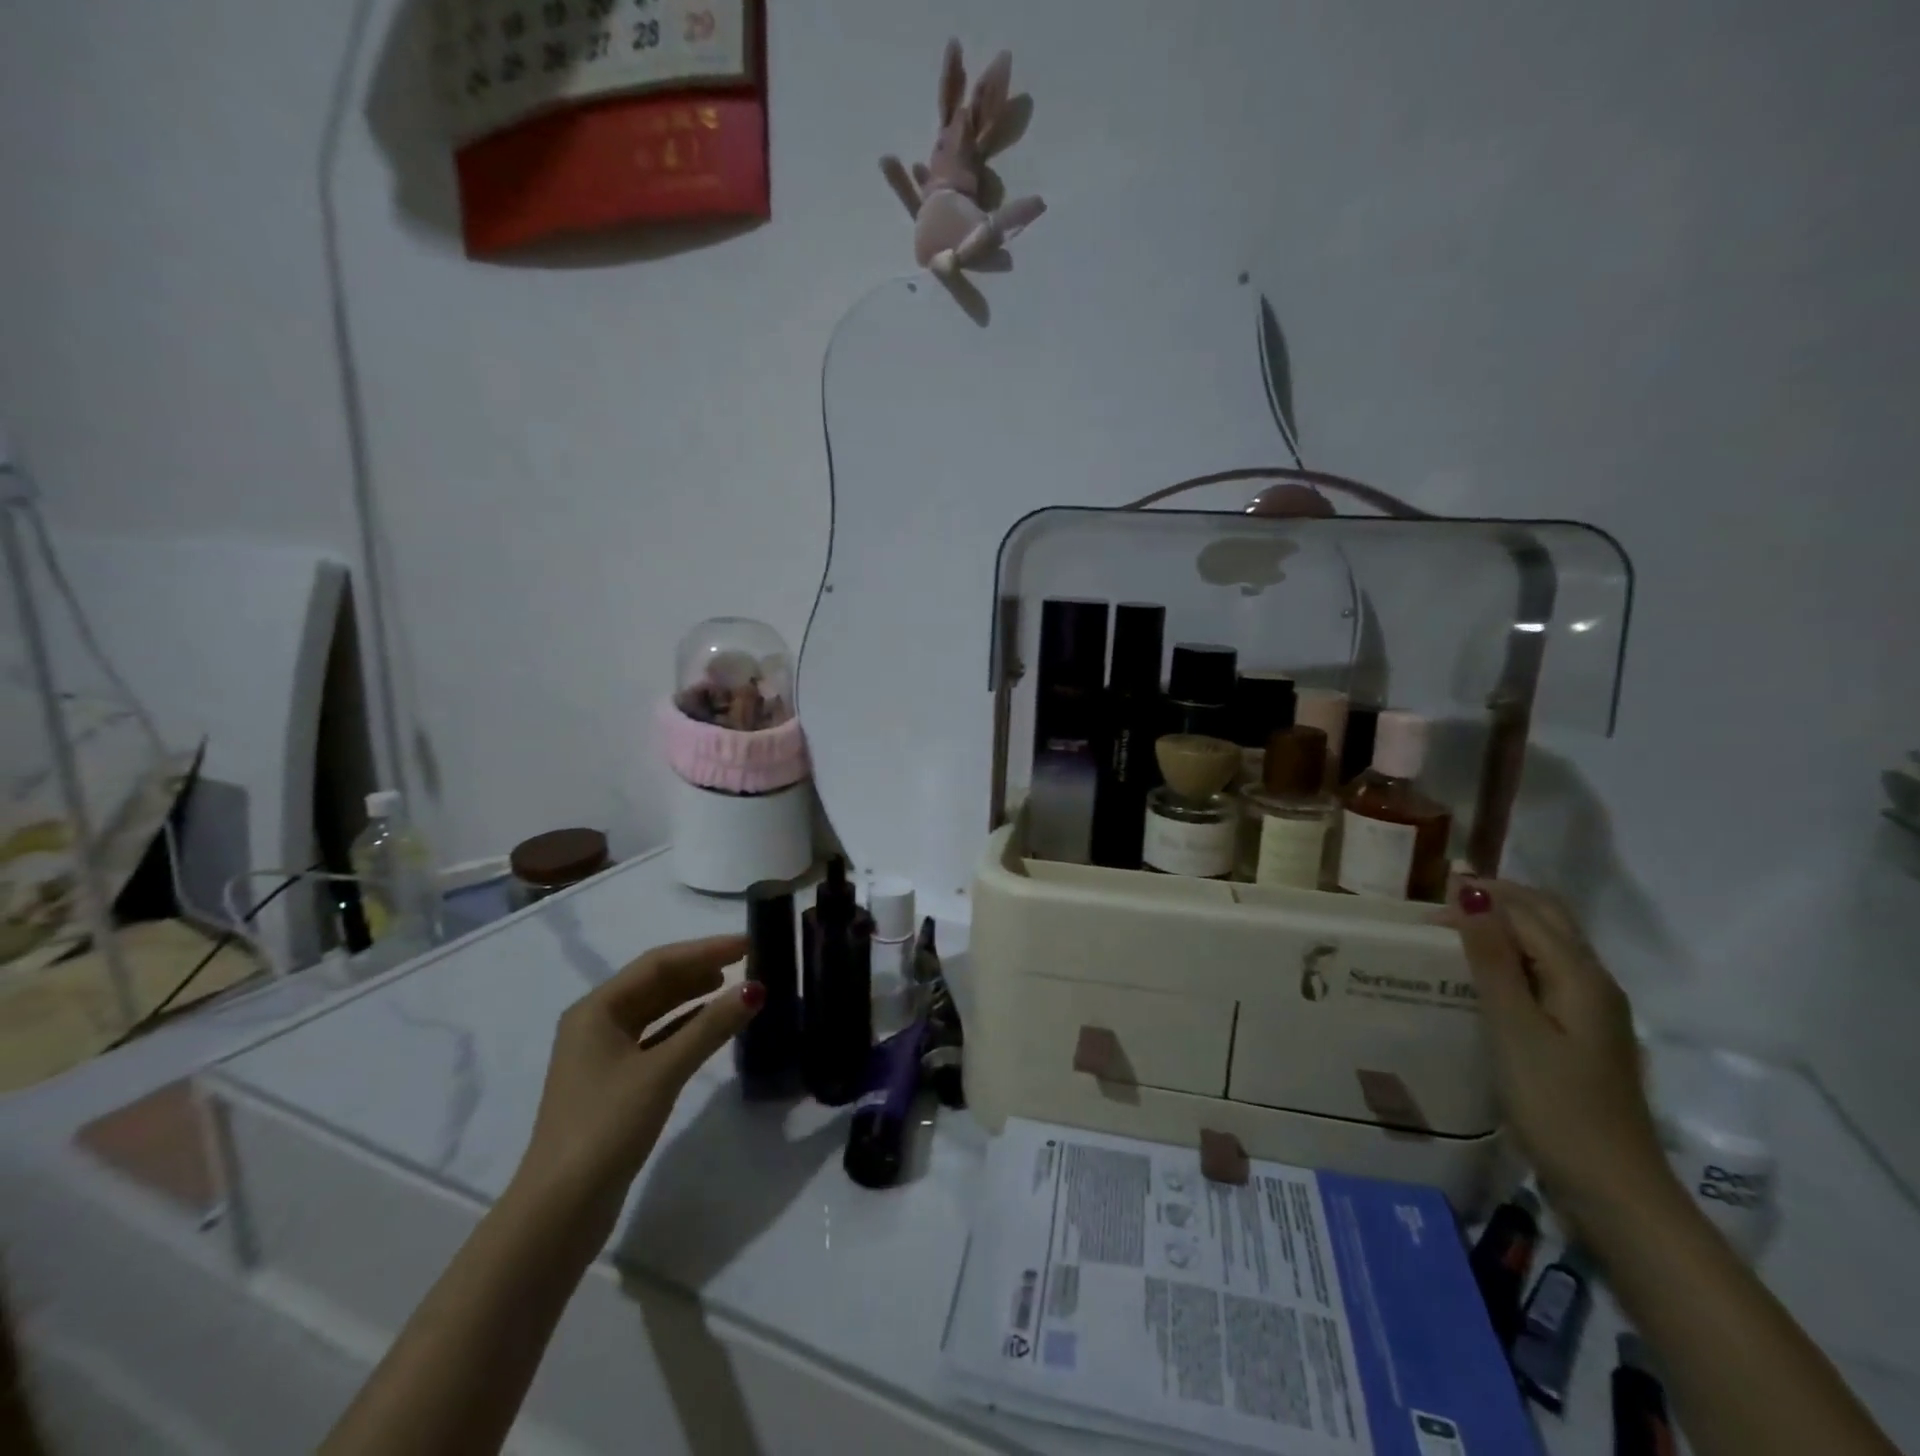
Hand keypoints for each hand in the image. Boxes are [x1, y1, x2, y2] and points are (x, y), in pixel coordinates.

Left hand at [515, 935, 760, 1211]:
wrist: (559, 1211)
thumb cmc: (606, 1127)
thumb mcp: (663, 1071)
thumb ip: (710, 1027)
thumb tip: (756, 989)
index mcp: (596, 1010)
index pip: (657, 964)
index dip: (704, 949)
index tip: (746, 944)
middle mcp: (595, 1023)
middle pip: (655, 983)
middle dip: (699, 969)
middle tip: (746, 962)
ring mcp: (602, 1055)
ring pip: (655, 1011)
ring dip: (694, 997)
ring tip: (734, 987)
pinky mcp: (613, 1083)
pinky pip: (655, 1038)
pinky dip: (684, 1026)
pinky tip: (711, 1026)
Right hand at [1441, 882, 1675, 1238]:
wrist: (1613, 1188)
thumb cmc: (1556, 1105)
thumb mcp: (1513, 1029)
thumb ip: (1492, 960)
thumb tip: (1472, 895)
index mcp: (1581, 976)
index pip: (1526, 912)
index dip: (1479, 898)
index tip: (1424, 905)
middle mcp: (1594, 981)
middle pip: (1547, 918)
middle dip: (1496, 900)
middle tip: (1438, 907)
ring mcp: (1592, 1008)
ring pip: (1547, 943)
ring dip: (1503, 926)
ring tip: (1452, 932)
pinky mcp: (1582, 1032)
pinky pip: (1545, 971)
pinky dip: (1511, 956)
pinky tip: (1482, 974)